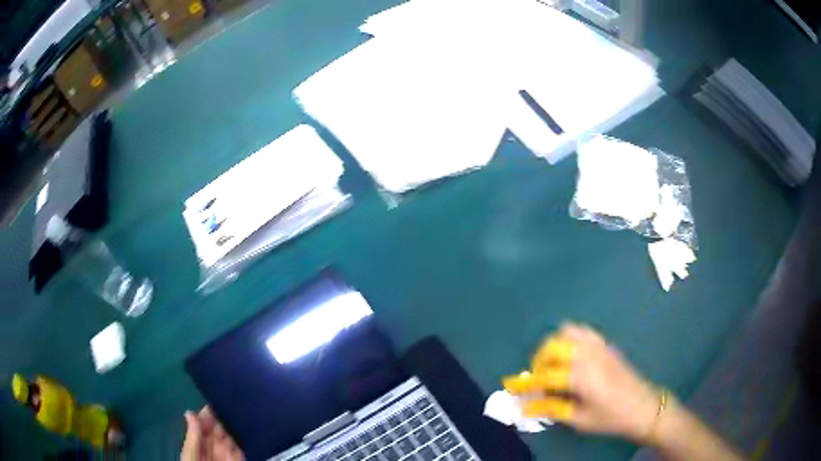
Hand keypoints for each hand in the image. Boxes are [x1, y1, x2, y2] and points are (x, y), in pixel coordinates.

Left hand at [181, 406, 244, 460]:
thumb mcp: (191, 456)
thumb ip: (193, 437)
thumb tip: (191, 412)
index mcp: (197, 444)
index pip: (203, 425)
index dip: (208, 414)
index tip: (216, 401)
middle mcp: (212, 449)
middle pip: (218, 431)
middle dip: (223, 420)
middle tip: (230, 406)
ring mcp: (226, 456)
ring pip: (231, 439)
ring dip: (235, 430)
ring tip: (239, 415)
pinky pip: (241, 450)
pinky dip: (244, 442)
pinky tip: (246, 432)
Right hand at [504, 323, 660, 441]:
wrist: (644, 406)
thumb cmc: (611, 418)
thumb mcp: (579, 420)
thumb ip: (551, 409)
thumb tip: (525, 406)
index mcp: (581, 376)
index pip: (544, 376)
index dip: (525, 383)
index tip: (510, 387)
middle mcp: (588, 355)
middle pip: (552, 346)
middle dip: (538, 360)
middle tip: (538, 378)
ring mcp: (599, 346)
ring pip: (567, 332)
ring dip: (554, 345)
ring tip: (553, 364)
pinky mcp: (607, 345)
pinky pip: (584, 331)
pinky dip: (571, 337)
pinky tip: (572, 355)